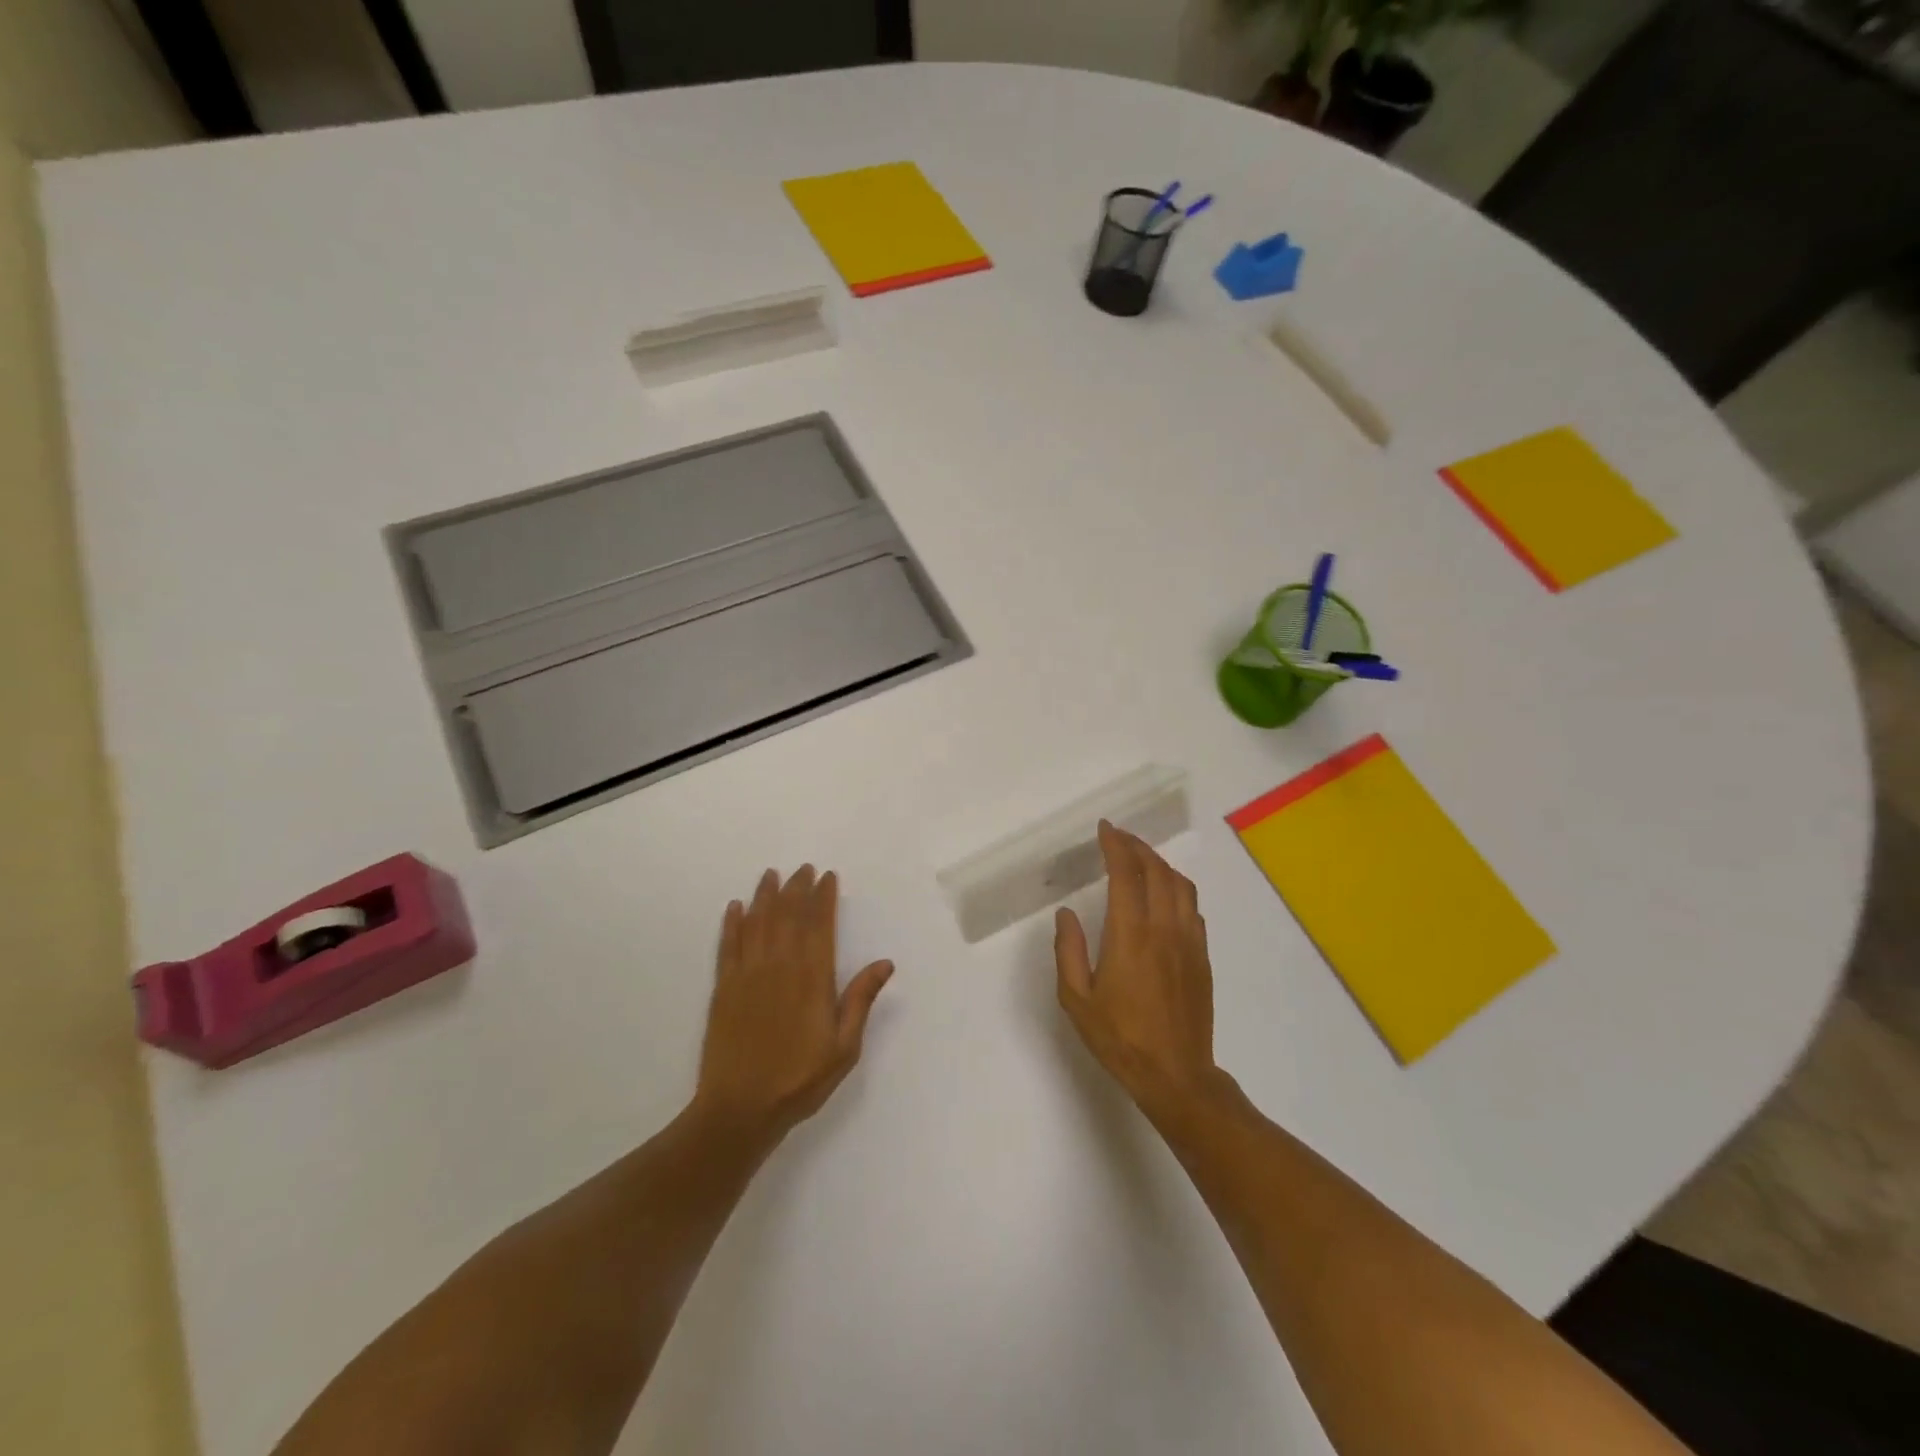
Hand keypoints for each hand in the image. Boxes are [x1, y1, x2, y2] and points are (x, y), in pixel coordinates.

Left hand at [693, 866, 893, 1143]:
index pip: (820, 925)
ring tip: (771, 875)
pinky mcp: (723, 988)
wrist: (740, 1109)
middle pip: (788, 916)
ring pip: (757, 923)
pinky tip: (735, 907)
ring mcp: (748, 975)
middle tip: (803, 868)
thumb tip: (885, 963)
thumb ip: (860, 1000)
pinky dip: (731, 923)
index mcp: (812, 979)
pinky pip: (727, 945)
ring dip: (765, 896)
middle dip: (797, 889)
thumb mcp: (844, 1047)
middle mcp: (780, 967)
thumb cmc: (799, 1080)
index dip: (824, 898)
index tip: (827, 877)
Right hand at [1054, 822, 1222, 1119]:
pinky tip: (1164, 895)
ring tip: (1141, 859)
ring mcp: (1188, 941)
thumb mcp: (1077, 1000)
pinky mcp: (1202, 956)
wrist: (1176, 1075)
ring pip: (1181, 885)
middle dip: (1137, 846)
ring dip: (1160, 863)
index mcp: (1130, 935)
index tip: (1105, 829)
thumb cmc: (1120, 1039)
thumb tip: (1066, 913)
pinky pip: (1192, 907)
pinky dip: (1177, 888)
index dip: (1115, 845)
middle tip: (1118, 837)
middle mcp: (1164, 928)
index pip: (1126, 874)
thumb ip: (1068, 951)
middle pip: (1157, 870)